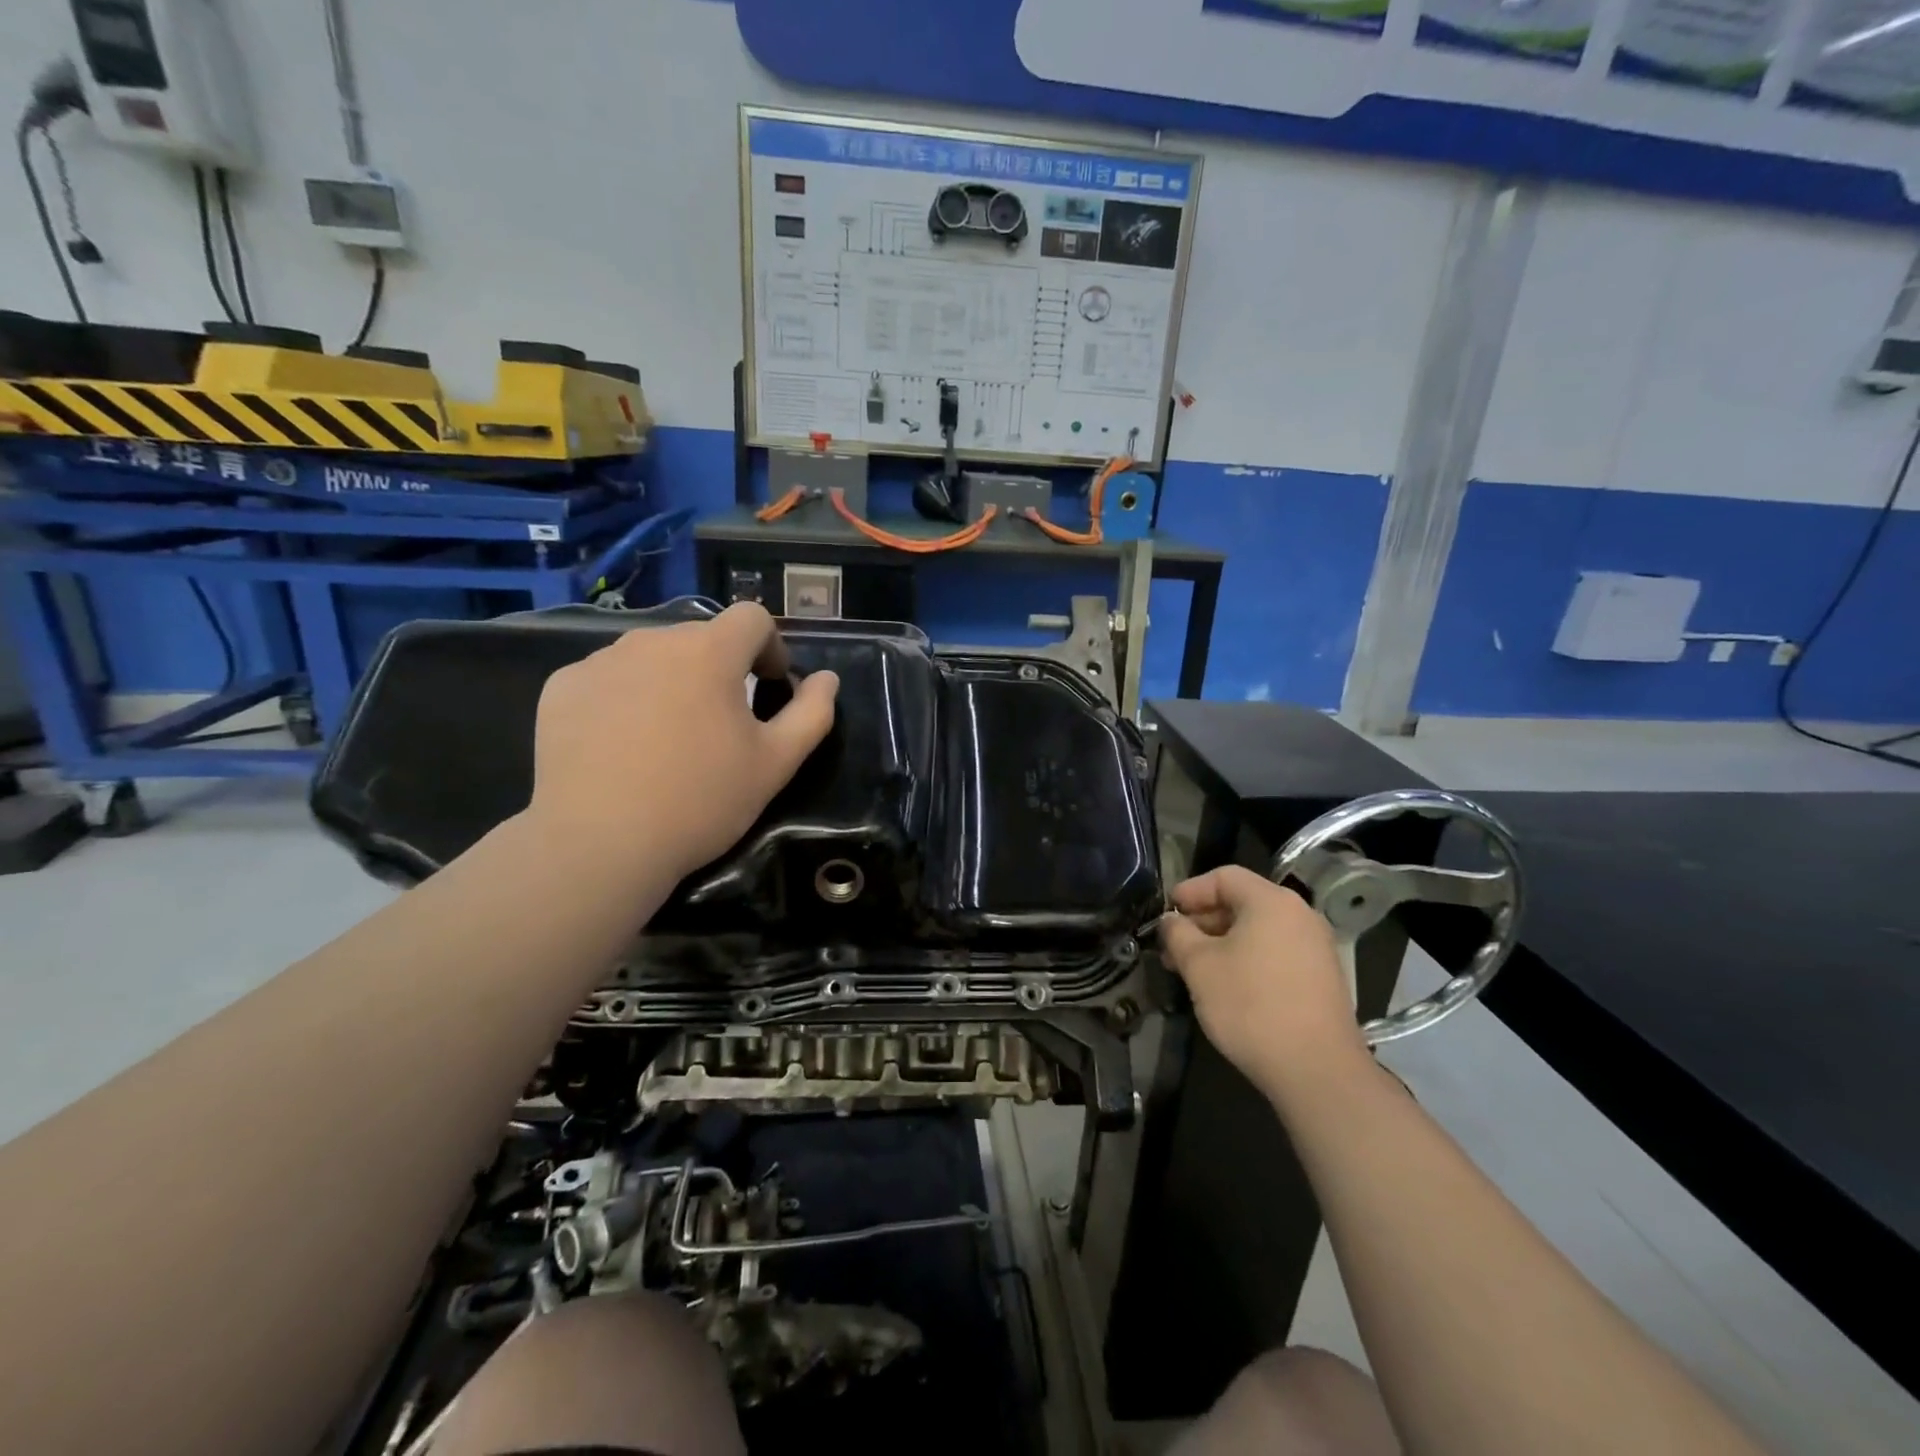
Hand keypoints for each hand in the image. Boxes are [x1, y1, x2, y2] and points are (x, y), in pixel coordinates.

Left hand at [527, 603, 838, 881]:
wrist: (599, 844)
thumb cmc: (700, 801)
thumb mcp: (776, 763)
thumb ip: (812, 713)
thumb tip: (826, 679)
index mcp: (709, 652)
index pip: (752, 617)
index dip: (771, 647)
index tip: (770, 686)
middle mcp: (652, 640)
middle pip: (701, 636)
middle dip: (722, 667)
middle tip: (722, 722)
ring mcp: (600, 661)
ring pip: (652, 654)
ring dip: (673, 679)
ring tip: (670, 735)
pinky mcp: (562, 687)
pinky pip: (609, 677)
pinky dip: (626, 696)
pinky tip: (622, 745)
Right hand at [1159, 866, 1370, 1100]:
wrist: (1316, 1070)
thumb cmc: (1250, 1006)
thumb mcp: (1199, 966)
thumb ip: (1178, 934)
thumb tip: (1171, 921)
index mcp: (1271, 901)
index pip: (1224, 877)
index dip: (1190, 890)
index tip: (1165, 913)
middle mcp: (1300, 915)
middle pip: (1242, 902)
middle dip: (1202, 921)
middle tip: (1173, 946)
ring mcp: (1316, 947)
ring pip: (1258, 931)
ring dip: (1221, 943)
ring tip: (1193, 970)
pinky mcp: (1322, 978)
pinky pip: (1275, 953)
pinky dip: (1247, 959)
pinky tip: (1226, 986)